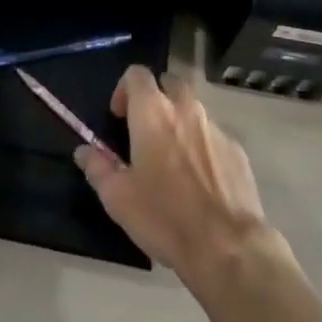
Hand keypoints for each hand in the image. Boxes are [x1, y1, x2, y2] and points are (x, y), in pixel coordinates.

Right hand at [74, 66, 282, 291]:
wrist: (228, 247)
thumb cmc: (165, 217)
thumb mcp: (118, 198)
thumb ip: (98, 168)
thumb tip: (84, 151)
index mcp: (152, 112)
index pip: (136, 74)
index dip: (124, 89)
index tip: (119, 117)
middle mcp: (185, 108)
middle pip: (168, 84)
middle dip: (156, 98)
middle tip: (146, 132)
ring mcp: (215, 127)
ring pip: (193, 109)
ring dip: (180, 121)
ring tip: (173, 159)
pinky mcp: (237, 149)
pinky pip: (213, 135)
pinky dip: (202, 145)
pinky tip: (200, 179)